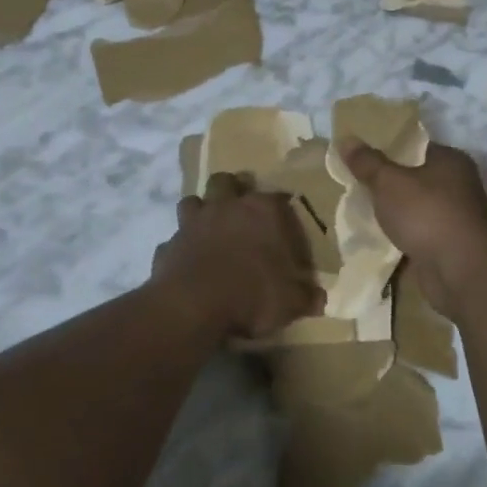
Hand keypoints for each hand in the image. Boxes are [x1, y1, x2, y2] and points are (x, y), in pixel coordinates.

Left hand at [151, 173, 323, 340]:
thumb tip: (318, 298)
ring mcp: (192, 222)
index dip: (283, 213)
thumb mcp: (291, 302)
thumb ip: (306, 296)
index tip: (287, 231)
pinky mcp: (168, 244)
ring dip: (201, 211)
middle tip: (241, 210)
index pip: (278, 199)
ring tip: (209, 229)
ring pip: (193, 201)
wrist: (194, 305)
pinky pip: (174, 239)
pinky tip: (188, 262)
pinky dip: (181, 247)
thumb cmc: (252, 295)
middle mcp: (225, 206)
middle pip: (226, 181)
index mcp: (262, 211)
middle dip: (233, 190)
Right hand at [340, 140, 486, 306]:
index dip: (388, 147)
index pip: (415, 146)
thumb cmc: (426, 214)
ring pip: (415, 206)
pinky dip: (401, 232)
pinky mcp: (449, 244)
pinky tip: (377, 234)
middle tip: (356, 180)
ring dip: (394, 209)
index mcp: (451, 161)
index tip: (361, 154)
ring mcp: (456, 217)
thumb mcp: (388, 182)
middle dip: (387, 181)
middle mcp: (458, 185)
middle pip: (415, 176)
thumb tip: (346, 140)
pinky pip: (417, 231)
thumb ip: (367, 162)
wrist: (458, 272)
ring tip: (361, 207)